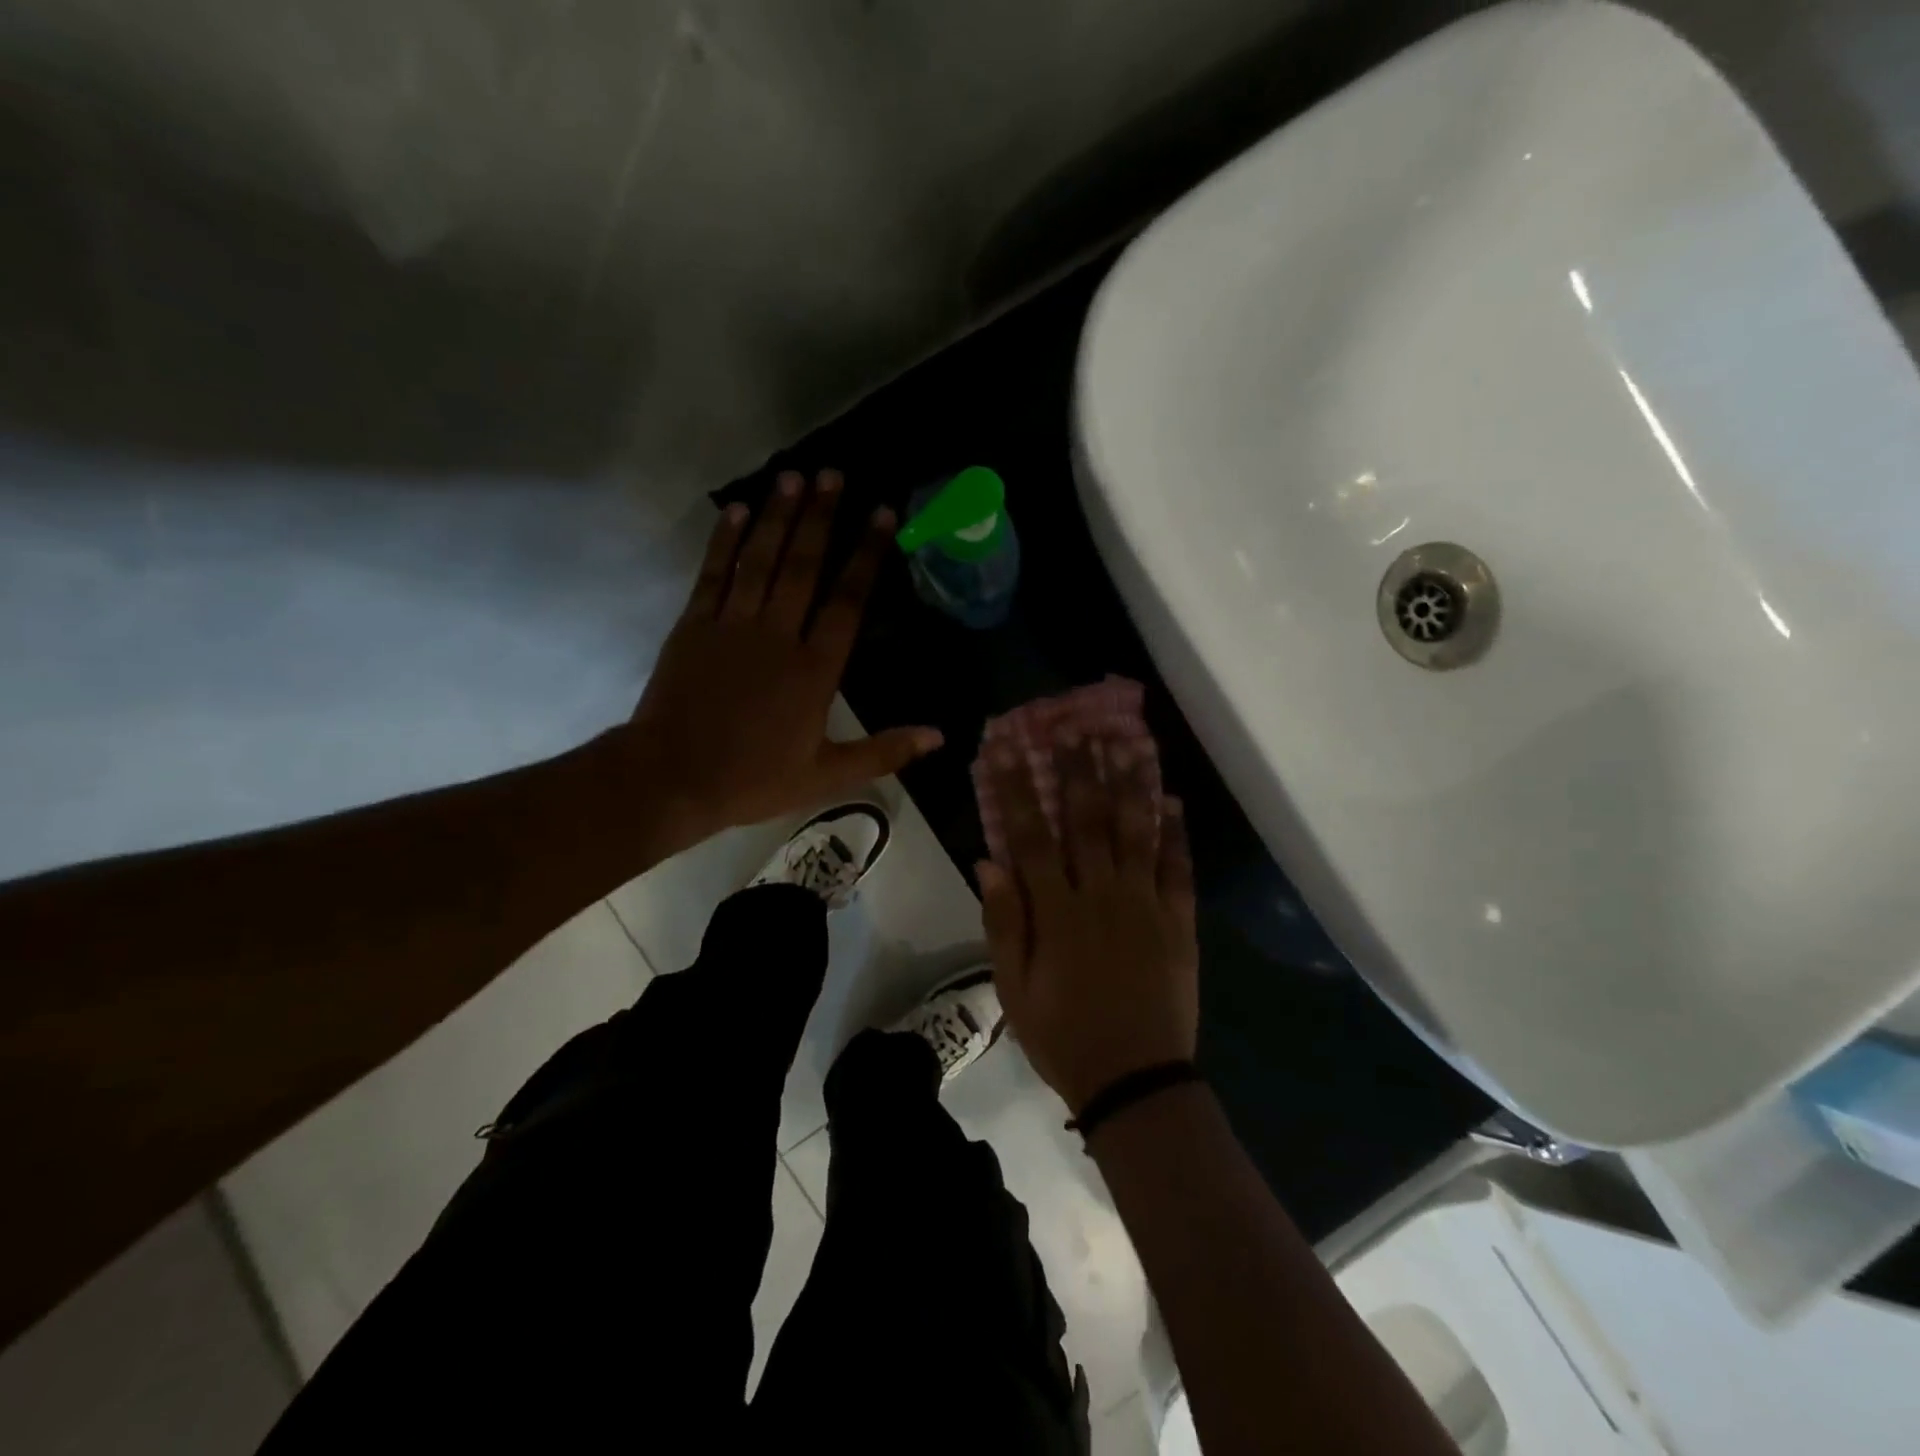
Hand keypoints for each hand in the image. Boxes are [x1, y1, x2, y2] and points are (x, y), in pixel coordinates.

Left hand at [615, 470, 941, 855]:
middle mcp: (778, 635)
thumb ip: (884, 751)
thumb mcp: (827, 776)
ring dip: (777, 516)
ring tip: (793, 477)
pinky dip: (723, 541)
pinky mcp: (693, 626)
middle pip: (804, 566)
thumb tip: (939, 735)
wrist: (672, 779)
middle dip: (821, 518)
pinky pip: (713, 575)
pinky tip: (735, 510)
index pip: (847, 601)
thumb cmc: (754, 778)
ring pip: (760, 560)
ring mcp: (732, 625)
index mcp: (814, 670)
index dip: (866, 555)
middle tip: (834, 474)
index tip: (881, 514)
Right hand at [979, 736, 1198, 1114]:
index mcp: (1057, 911)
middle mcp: (1101, 895)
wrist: (1135, 1081)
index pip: (1031, 836)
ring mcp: (1145, 905)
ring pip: (1136, 832)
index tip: (1006, 750)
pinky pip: (1179, 869)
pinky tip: (1173, 801)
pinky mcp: (1179, 922)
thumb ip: (1004, 922)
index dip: (1016, 789)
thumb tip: (989, 862)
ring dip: (1130, 784)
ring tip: (1126, 742)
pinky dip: (1176, 833)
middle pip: (1087, 820)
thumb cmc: (1063, 1036)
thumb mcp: (1014, 988)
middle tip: (1074, 726)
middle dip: (1077, 769)